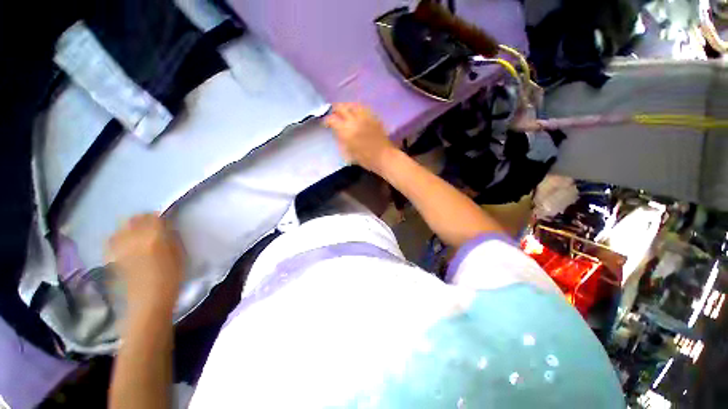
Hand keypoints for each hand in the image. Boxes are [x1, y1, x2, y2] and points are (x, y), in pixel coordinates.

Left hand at [106, 214, 184, 313]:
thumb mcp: (180, 254)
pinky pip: (112, 240)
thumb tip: (167, 229)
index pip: (153, 216)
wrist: (148, 300)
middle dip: (142, 220)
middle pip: (134, 219)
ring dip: (129, 228)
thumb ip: (172, 238)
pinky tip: (124, 244)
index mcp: (154, 236)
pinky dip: (118, 238)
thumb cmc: (171, 277)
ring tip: (136, 235)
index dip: (159, 218)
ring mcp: (120, 247)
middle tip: (151, 227)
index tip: (164, 223)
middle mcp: (134, 237)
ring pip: (121, 227)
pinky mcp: (111, 256)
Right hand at [324, 103, 396, 172]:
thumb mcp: (348, 153)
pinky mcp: (373, 117)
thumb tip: (337, 133)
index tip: (325, 124)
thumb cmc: (365, 159)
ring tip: (345, 111)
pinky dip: (357, 108)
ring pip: (352, 104)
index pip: (332, 119)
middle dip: (335, 109)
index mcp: (345, 130)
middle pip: (341, 107)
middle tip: (333, 114)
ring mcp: (365, 116)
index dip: (326, 120)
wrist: (383, 157)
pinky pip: (363, 108)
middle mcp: (354, 120)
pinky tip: (356, 113)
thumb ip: (340, 140)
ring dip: (346, 106)